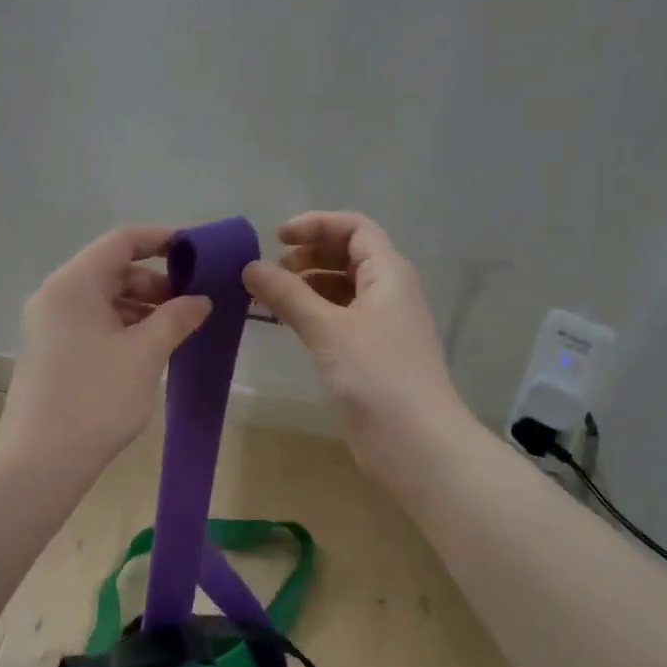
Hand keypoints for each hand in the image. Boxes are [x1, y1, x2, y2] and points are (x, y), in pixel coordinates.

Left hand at [0, 225, 211, 473]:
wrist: (40, 460)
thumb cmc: (96, 398)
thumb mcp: (145, 354)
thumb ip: (176, 318)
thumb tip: (200, 300)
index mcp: (74, 283)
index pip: (121, 241)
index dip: (162, 240)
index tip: (197, 253)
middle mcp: (56, 295)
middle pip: (112, 270)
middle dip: (156, 281)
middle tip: (194, 302)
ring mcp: (49, 324)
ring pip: (103, 299)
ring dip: (142, 307)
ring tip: (178, 328)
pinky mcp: (51, 350)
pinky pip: (92, 322)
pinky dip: (123, 326)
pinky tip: (149, 348)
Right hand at [243, 211, 470, 474]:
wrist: (415, 442)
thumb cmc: (376, 374)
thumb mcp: (327, 328)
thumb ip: (288, 294)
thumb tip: (251, 267)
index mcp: (389, 273)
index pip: (355, 228)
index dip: (316, 224)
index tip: (277, 238)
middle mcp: (389, 292)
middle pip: (350, 255)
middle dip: (310, 255)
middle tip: (272, 270)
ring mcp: (383, 325)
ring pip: (344, 289)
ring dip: (310, 285)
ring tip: (272, 296)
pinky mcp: (373, 355)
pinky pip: (342, 319)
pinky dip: (315, 313)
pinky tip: (291, 325)